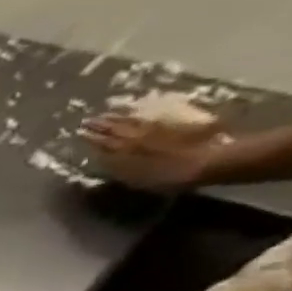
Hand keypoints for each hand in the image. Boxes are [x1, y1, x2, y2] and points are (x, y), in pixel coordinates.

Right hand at [80, 111, 226, 192]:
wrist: (212, 161)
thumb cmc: (170, 176)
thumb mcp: (136, 176)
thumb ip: (116, 165)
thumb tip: (100, 155)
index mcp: (126, 148)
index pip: (104, 140)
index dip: (91, 136)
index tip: (79, 131)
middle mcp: (139, 135)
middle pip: (118, 127)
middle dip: (103, 123)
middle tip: (90, 119)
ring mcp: (160, 129)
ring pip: (134, 121)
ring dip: (120, 117)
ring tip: (110, 114)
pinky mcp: (178, 126)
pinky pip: (152, 119)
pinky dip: (142, 116)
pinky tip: (139, 115)